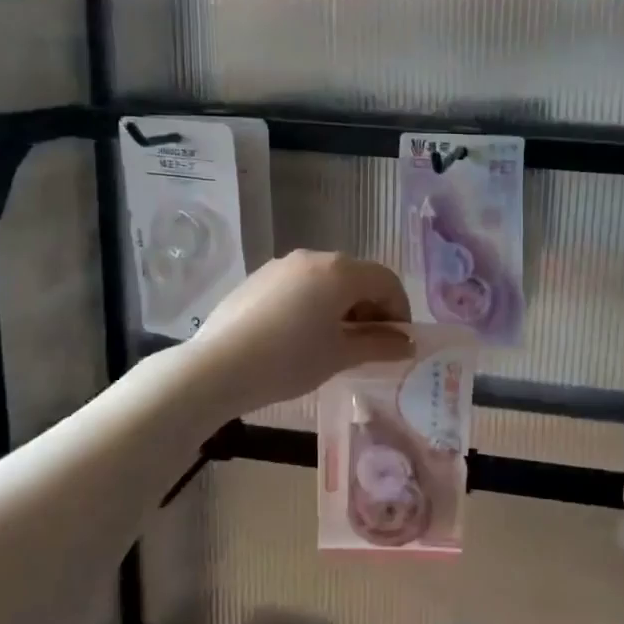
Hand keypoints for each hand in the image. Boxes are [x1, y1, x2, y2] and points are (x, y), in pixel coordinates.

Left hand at [188, 251, 413, 415]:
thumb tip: (407, 344)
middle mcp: (313, 257)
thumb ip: (379, 345)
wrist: (217, 367)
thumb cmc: (289, 360)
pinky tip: (301, 335)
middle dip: (371, 308)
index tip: (397, 341)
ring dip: (342, 305)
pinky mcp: (259, 278)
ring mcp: (282, 265)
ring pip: (327, 280)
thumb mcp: (340, 356)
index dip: (399, 310)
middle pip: (357, 277)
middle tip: (368, 344)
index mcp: (340, 271)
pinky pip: (300, 285)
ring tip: (334, 342)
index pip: (386, 281)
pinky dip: (314, 303)